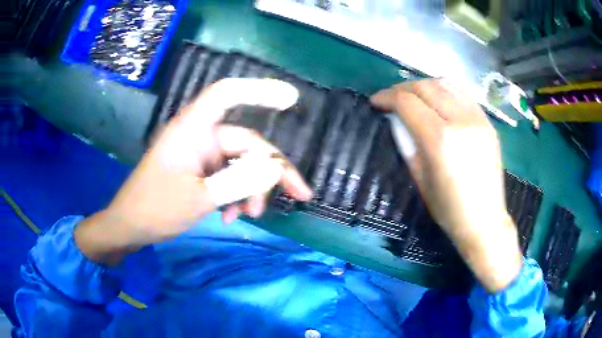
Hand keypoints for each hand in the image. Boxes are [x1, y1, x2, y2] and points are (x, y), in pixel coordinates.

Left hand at [75, 79, 312, 264]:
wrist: (129, 227)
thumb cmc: (155, 208)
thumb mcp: (199, 198)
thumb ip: (238, 181)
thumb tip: (274, 168)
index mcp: (193, 129)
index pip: (227, 94)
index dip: (260, 90)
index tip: (291, 100)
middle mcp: (199, 136)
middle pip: (247, 143)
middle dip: (271, 171)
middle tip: (299, 195)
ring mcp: (200, 154)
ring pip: (241, 164)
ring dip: (252, 189)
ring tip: (251, 215)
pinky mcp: (199, 171)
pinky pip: (228, 176)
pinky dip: (236, 195)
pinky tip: (232, 216)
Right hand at [371, 79, 521, 291]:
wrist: (485, 220)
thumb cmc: (449, 209)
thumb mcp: (420, 179)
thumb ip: (407, 143)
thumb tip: (396, 119)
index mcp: (440, 139)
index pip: (408, 102)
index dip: (387, 97)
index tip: (376, 102)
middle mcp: (460, 121)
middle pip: (426, 87)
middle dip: (403, 88)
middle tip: (392, 98)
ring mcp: (477, 118)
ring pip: (445, 83)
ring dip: (424, 85)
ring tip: (414, 96)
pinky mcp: (487, 122)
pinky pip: (463, 93)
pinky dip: (445, 90)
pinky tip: (438, 100)